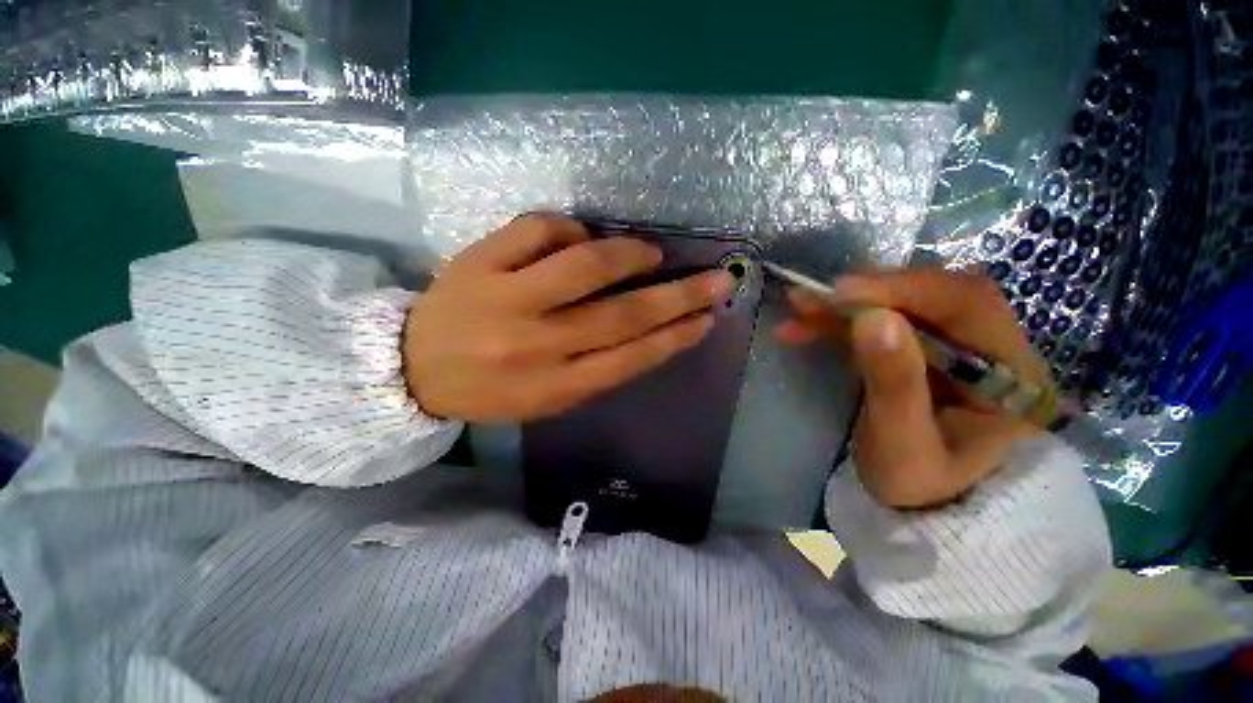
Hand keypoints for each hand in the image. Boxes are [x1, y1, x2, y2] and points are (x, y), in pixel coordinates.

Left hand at [404, 214, 734, 421]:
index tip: (707, 318)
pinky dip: (572, 228)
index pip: (631, 357)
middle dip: (678, 296)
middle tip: (715, 278)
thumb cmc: (492, 389)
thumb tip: (649, 329)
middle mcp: (537, 345)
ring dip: (629, 253)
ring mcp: (506, 299)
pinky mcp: (479, 262)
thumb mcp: (550, 397)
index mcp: (555, 386)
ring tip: (649, 252)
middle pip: (622, 315)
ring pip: (585, 265)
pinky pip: (539, 229)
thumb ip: (599, 369)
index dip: (675, 336)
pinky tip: (581, 238)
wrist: (412, 367)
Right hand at [778, 268, 1052, 508]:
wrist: (917, 499)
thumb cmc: (918, 484)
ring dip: (848, 302)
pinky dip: (839, 319)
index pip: (970, 306)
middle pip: (937, 294)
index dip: (907, 289)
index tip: (844, 292)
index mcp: (1013, 374)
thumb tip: (873, 318)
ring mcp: (954, 343)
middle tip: (819, 297)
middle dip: (873, 290)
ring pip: (903, 302)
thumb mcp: (903, 446)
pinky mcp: (920, 346)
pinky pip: (879, 320)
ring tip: (801, 303)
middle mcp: (992, 346)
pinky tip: (803, 324)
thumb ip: (894, 385)